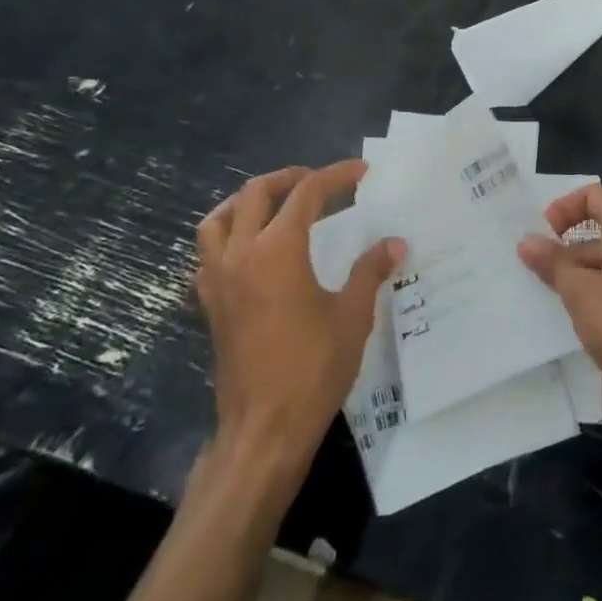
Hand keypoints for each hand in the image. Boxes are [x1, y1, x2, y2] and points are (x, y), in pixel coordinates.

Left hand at [195, 162, 404, 472]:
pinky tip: (247, 254)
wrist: (264, 428)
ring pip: (217, 220)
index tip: (360, 172)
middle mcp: (241, 254)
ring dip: (244, 202)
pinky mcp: (209, 305)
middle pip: (255, 194)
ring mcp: (218, 279)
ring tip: (272, 205)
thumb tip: (395, 243)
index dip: (334, 176)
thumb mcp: (353, 316)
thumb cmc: (313, 369)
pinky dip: (225, 240)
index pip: (306, 193)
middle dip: (288, 178)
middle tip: (317, 181)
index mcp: (279, 249)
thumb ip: (370, 272)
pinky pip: (206, 256)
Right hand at [516, 184, 601, 416]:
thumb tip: (527, 241)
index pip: (594, 195)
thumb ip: (552, 263)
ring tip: (553, 298)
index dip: (563, 208)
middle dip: (567, 246)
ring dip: (581, 272)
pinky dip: (601, 290)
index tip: (541, 236)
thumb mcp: (580, 292)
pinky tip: (583, 319)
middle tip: (537, 271)